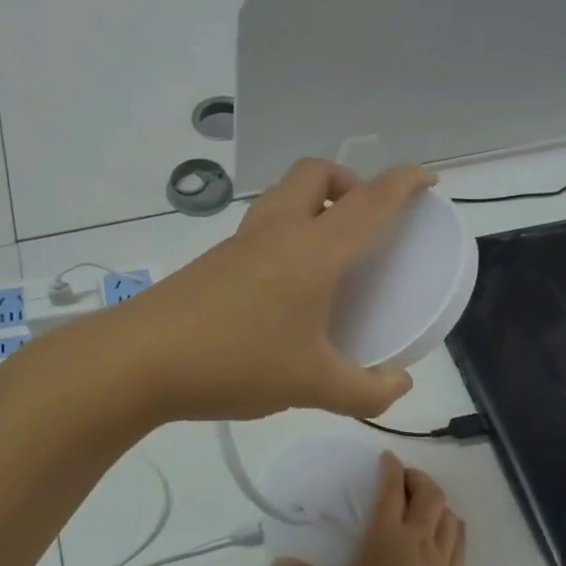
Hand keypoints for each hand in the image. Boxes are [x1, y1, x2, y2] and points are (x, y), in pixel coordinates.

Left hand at [105, 158, 433, 422]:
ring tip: (328, 254)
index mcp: (312, 251)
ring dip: (312, 204)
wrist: (139, 360)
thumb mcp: (311, 386)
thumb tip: (399, 385)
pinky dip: (285, 234)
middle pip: (315, 173)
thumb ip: (366, 391)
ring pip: (282, 196)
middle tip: (364, 221)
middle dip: (348, 181)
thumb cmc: (235, 362)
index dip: (404, 184)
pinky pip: (260, 227)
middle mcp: (276, 232)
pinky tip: (284, 287)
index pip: (370, 202)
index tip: (426, 180)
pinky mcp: (212, 261)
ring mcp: (238, 243)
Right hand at [272, 454, 465, 565]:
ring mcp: (441, 558)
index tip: (386, 457)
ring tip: (425, 502)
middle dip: (418, 478)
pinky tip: (448, 528)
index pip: (391, 490)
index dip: (390, 468)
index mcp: (386, 535)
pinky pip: (460, 541)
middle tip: (405, 478)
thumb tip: (276, 565)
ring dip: (438, 501)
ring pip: (448, 514)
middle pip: (428, 494)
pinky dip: (454, 526)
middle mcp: (417, 538)